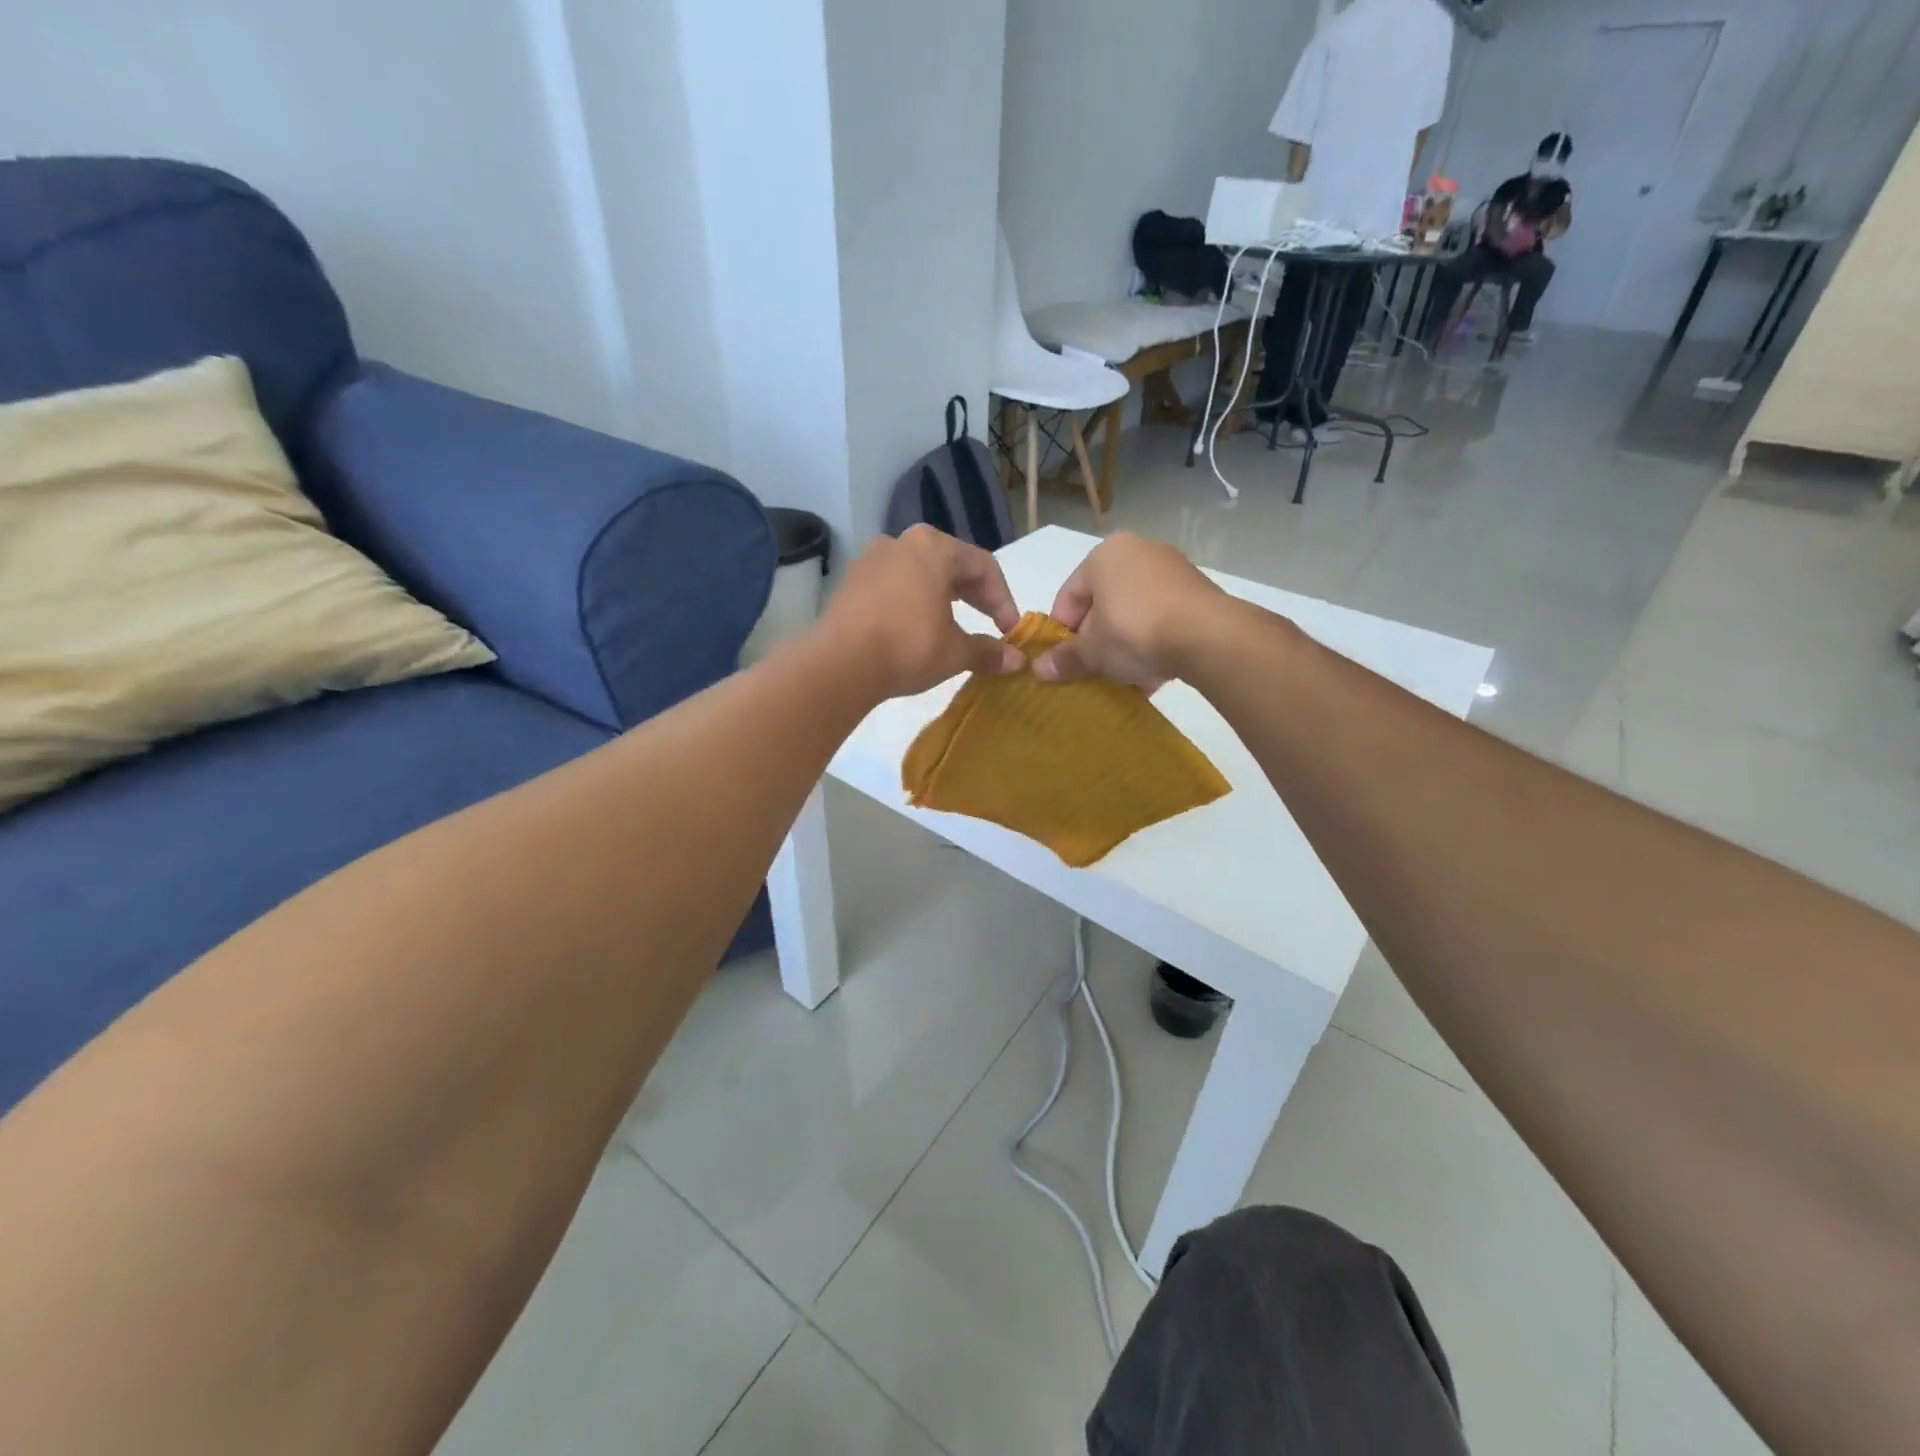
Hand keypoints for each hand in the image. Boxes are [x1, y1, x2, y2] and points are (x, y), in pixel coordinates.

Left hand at [817, 526, 1024, 697]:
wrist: (839, 665)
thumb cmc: (908, 647)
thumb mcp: (956, 652)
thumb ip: (988, 651)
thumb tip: (1016, 661)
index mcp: (934, 547)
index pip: (983, 566)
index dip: (1003, 599)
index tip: (1010, 630)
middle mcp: (901, 542)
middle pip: (950, 564)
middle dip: (975, 596)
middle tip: (990, 625)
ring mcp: (870, 559)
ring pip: (919, 574)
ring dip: (942, 598)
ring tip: (954, 626)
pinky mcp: (850, 582)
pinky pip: (893, 586)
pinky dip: (912, 603)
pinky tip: (916, 629)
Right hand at [1030, 532, 1224, 688]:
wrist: (1208, 636)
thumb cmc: (1134, 631)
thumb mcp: (1092, 651)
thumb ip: (1065, 659)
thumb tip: (1040, 670)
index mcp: (1104, 555)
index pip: (1069, 595)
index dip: (1061, 631)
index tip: (1063, 660)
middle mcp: (1138, 551)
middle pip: (1103, 602)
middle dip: (1096, 638)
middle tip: (1093, 669)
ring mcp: (1172, 568)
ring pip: (1134, 611)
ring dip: (1125, 643)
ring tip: (1124, 676)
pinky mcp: (1198, 590)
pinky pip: (1163, 617)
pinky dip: (1153, 641)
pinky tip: (1152, 672)